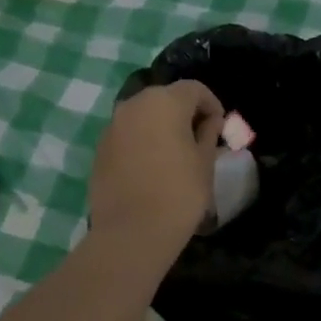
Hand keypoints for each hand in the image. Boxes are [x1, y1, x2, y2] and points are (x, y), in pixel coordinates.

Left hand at [88, 81, 223, 254]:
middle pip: (165, 98)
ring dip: (162, 127)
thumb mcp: (205, 162)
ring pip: (144, 116)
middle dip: (185, 113)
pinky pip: (128, 136)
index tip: (220, 128)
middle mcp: (134, 105)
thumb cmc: (180, 193)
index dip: (212, 105)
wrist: (133, 232)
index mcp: (164, 102)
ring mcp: (113, 126)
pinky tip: (153, 169)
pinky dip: (143, 142)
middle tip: (200, 139)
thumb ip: (208, 133)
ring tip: (176, 155)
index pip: (194, 89)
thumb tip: (209, 122)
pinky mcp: (100, 149)